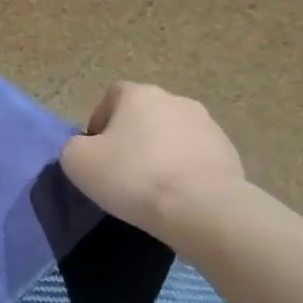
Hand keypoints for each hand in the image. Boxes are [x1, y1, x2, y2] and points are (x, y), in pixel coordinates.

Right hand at [59, 81, 245, 241]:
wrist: (202, 207)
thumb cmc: (132, 176)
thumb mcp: (77, 161)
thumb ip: (73, 146)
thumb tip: (86, 147)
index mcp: (140, 95)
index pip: (113, 95)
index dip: (100, 119)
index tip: (96, 150)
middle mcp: (177, 100)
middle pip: (145, 114)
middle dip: (131, 136)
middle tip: (121, 168)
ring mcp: (208, 125)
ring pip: (172, 134)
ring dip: (159, 152)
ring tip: (150, 185)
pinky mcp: (229, 153)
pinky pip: (195, 156)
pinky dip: (183, 169)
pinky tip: (175, 194)